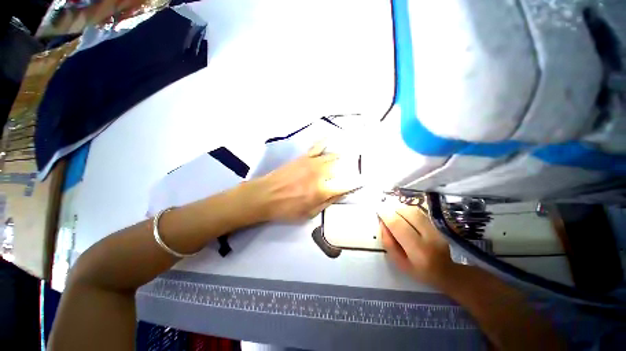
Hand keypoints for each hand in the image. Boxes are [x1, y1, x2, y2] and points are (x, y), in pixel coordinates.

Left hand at [250, 142, 360, 221]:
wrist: (265, 195)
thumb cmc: (286, 208)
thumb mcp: (308, 214)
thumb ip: (326, 202)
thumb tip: (340, 193)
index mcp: (322, 191)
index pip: (346, 185)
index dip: (357, 183)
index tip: (364, 181)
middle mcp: (320, 174)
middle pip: (341, 168)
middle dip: (349, 170)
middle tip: (352, 171)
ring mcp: (312, 163)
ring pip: (332, 157)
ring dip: (341, 158)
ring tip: (347, 157)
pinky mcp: (303, 157)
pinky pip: (317, 146)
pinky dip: (325, 141)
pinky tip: (331, 137)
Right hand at [378, 199, 456, 286]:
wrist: (448, 272)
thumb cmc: (420, 271)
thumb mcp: (399, 263)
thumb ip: (388, 244)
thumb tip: (382, 223)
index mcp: (418, 251)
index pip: (398, 226)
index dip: (386, 216)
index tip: (378, 211)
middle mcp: (429, 237)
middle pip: (408, 213)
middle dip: (393, 210)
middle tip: (385, 213)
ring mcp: (436, 229)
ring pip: (414, 210)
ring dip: (400, 209)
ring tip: (394, 214)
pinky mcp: (438, 224)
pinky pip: (420, 211)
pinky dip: (408, 211)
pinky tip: (404, 215)